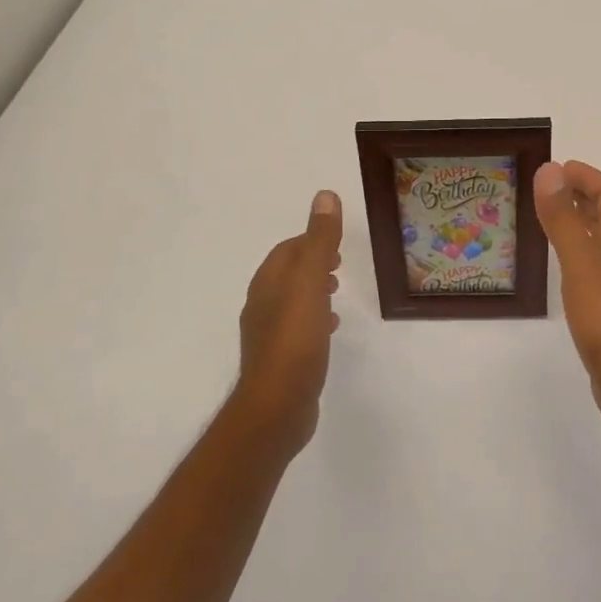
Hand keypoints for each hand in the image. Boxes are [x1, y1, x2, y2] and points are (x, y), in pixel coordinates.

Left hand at [236, 190, 342, 452]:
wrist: (277, 406)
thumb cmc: (295, 339)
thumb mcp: (311, 282)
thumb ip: (320, 240)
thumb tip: (325, 195)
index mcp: (268, 283)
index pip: (287, 250)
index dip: (310, 242)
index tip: (335, 245)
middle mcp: (262, 305)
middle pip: (287, 275)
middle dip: (311, 266)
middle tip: (338, 266)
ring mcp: (268, 335)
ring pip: (291, 302)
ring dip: (312, 292)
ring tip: (336, 295)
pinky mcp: (279, 361)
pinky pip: (296, 329)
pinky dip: (313, 319)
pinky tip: (329, 330)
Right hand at [533, 161, 600, 431]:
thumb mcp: (581, 263)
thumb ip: (563, 218)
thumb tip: (549, 171)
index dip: (588, 177)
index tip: (559, 167)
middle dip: (584, 196)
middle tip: (550, 187)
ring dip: (580, 224)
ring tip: (550, 218)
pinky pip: (594, 269)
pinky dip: (577, 255)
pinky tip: (561, 268)